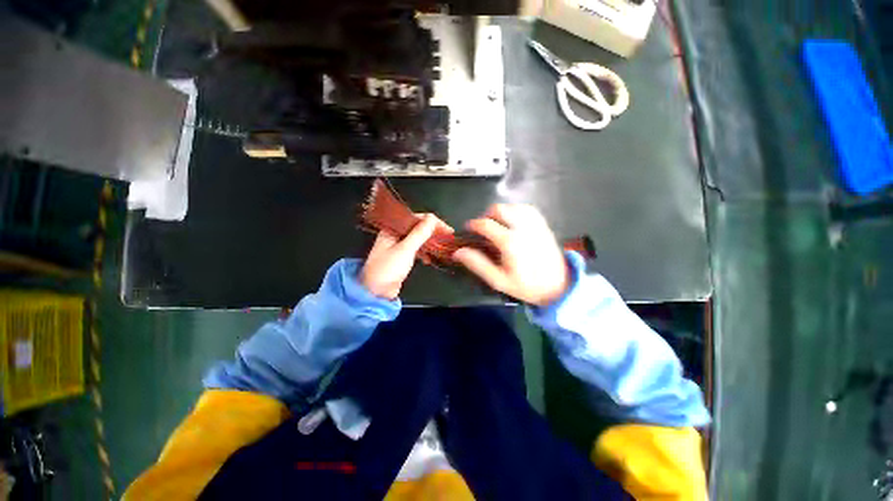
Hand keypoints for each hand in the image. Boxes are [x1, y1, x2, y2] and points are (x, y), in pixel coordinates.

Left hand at [361, 214, 450, 299]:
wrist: (375, 292)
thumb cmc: (388, 268)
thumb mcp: (405, 249)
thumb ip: (419, 233)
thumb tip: (432, 218)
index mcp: (392, 228)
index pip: (416, 218)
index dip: (433, 222)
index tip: (447, 229)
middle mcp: (395, 234)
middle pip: (417, 227)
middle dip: (433, 231)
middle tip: (448, 237)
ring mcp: (398, 246)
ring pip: (418, 239)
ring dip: (429, 242)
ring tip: (442, 247)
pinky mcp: (401, 257)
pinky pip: (415, 249)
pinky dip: (424, 252)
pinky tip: (429, 259)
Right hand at [453, 204, 568, 306]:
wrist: (558, 286)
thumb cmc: (526, 285)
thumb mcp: (498, 280)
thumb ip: (478, 264)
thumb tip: (458, 252)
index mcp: (510, 242)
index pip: (486, 224)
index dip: (473, 224)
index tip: (468, 229)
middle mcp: (522, 228)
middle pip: (499, 209)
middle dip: (487, 215)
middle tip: (484, 228)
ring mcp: (535, 224)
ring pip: (513, 206)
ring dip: (501, 212)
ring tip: (497, 225)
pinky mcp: (543, 225)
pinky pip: (527, 209)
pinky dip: (516, 210)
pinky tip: (513, 221)